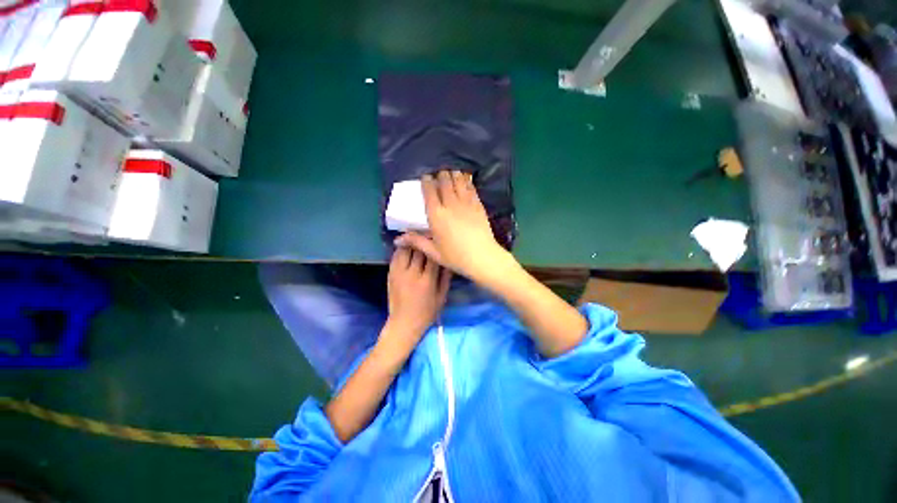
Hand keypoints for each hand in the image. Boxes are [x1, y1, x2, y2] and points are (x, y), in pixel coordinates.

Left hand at [379, 247, 450, 363]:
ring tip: (419, 237)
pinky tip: (408, 246)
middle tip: (431, 233)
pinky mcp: (391, 274)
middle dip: (425, 239)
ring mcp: (399, 273)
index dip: (437, 244)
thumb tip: (449, 259)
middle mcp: (412, 274)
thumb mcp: (442, 297)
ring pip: (406, 249)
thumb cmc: (427, 312)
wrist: (404, 323)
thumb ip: (446, 277)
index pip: (433, 255)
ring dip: (413, 241)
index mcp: (427, 281)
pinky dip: (402, 248)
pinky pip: (396, 255)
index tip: (441, 238)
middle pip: (419, 250)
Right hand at [395, 171, 512, 282]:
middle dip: (441, 175)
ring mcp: (466, 203)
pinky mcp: (478, 205)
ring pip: (459, 181)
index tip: (426, 177)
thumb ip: (416, 241)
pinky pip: (471, 188)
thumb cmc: (455, 257)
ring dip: (454, 175)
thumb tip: (397, 240)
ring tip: (452, 173)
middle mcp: (450, 204)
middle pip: (445, 182)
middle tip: (439, 174)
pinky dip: (467, 181)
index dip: (427, 181)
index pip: (429, 191)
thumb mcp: (433, 251)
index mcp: (436, 215)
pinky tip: (466, 179)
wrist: (482, 257)